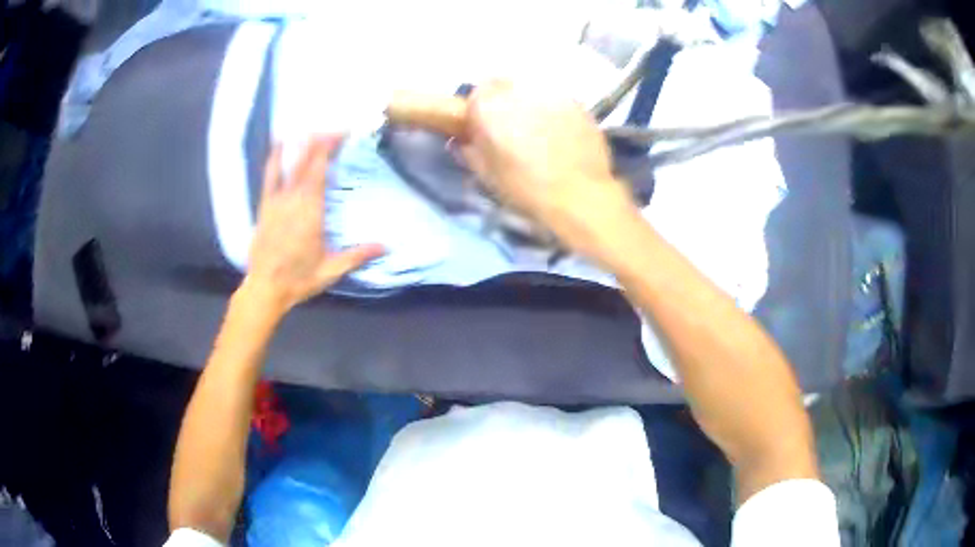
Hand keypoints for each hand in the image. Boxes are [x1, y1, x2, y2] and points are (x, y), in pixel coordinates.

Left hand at [243, 136, 383, 315]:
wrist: (265, 288)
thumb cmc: (299, 279)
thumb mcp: (331, 270)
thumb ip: (357, 255)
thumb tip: (386, 246)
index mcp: (311, 211)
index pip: (321, 170)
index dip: (330, 148)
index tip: (343, 133)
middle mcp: (293, 199)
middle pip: (306, 161)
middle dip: (320, 141)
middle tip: (335, 127)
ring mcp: (276, 201)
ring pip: (289, 165)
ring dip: (301, 145)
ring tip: (312, 129)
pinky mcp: (264, 206)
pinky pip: (269, 176)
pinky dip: (274, 158)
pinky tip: (278, 144)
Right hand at [458, 81, 640, 258]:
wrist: (578, 195)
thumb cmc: (525, 187)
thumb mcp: (486, 174)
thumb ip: (470, 150)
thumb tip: (463, 140)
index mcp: (490, 106)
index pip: (478, 91)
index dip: (481, 108)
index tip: (486, 126)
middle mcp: (519, 90)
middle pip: (506, 86)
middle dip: (506, 103)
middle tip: (513, 130)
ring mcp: (551, 93)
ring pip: (534, 92)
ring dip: (531, 106)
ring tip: (541, 134)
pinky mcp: (577, 102)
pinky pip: (558, 101)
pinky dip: (556, 113)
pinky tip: (562, 136)